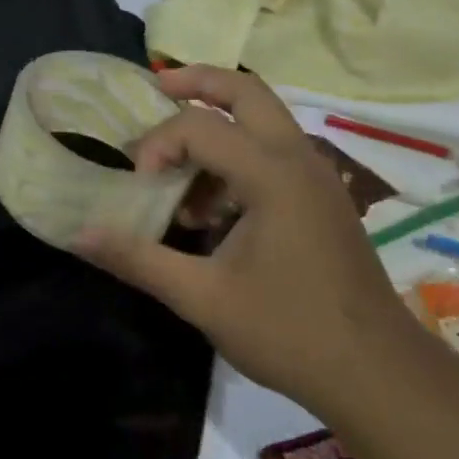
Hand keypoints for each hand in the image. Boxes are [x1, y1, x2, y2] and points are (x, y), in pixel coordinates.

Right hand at [76, 66, 416, 422]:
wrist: (379, 376)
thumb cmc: (289, 332)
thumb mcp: (202, 298)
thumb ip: (139, 259)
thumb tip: (79, 235)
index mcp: (272, 174)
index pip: (198, 126)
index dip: (157, 144)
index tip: (140, 185)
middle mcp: (299, 160)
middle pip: (246, 91)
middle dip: (198, 82)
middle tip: (158, 88)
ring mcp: (318, 177)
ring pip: (264, 119)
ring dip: (218, 126)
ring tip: (180, 171)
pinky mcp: (324, 199)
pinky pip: (275, 152)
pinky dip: (238, 156)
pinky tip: (215, 209)